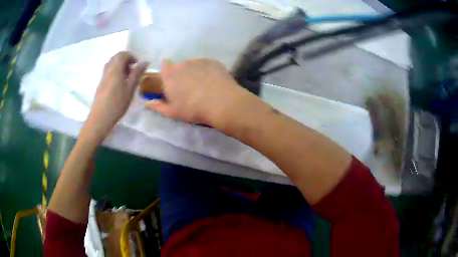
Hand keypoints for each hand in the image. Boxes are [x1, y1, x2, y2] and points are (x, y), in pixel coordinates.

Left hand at [83, 52, 147, 140]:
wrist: (100, 119)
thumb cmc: (117, 105)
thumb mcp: (130, 89)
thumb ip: (137, 74)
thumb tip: (145, 62)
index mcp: (115, 69)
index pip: (122, 54)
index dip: (131, 56)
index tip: (138, 65)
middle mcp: (108, 70)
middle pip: (116, 57)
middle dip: (126, 60)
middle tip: (133, 70)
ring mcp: (103, 77)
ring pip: (111, 64)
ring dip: (120, 66)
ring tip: (127, 76)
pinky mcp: (100, 84)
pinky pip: (108, 71)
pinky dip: (115, 71)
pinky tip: (119, 83)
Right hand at [146, 59, 252, 126]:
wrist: (221, 102)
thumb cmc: (193, 109)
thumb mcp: (173, 112)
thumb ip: (158, 106)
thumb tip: (147, 103)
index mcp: (170, 75)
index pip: (164, 66)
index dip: (167, 72)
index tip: (171, 80)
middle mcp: (182, 64)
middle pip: (179, 66)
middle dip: (182, 74)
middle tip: (188, 88)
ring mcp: (199, 61)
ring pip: (193, 65)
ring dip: (195, 72)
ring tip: (203, 86)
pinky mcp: (213, 62)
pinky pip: (207, 65)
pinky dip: (207, 71)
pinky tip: (213, 82)